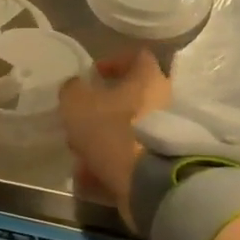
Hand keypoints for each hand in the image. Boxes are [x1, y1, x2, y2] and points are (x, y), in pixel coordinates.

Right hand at [60, 49, 171, 228]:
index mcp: (149, 78)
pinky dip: (114, 164)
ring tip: (81, 156)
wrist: (149, 182)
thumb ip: (72, 90)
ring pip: (131, 130)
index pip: (136, 57)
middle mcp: (165, 101)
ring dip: (106, 140)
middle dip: (104, 109)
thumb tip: (75, 87)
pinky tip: (92, 176)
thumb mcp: (77, 104)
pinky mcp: (164, 162)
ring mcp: (167, 134)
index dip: (113, 62)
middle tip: (82, 120)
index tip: (93, 74)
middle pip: (132, 97)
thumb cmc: (113, 130)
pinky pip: (134, 157)